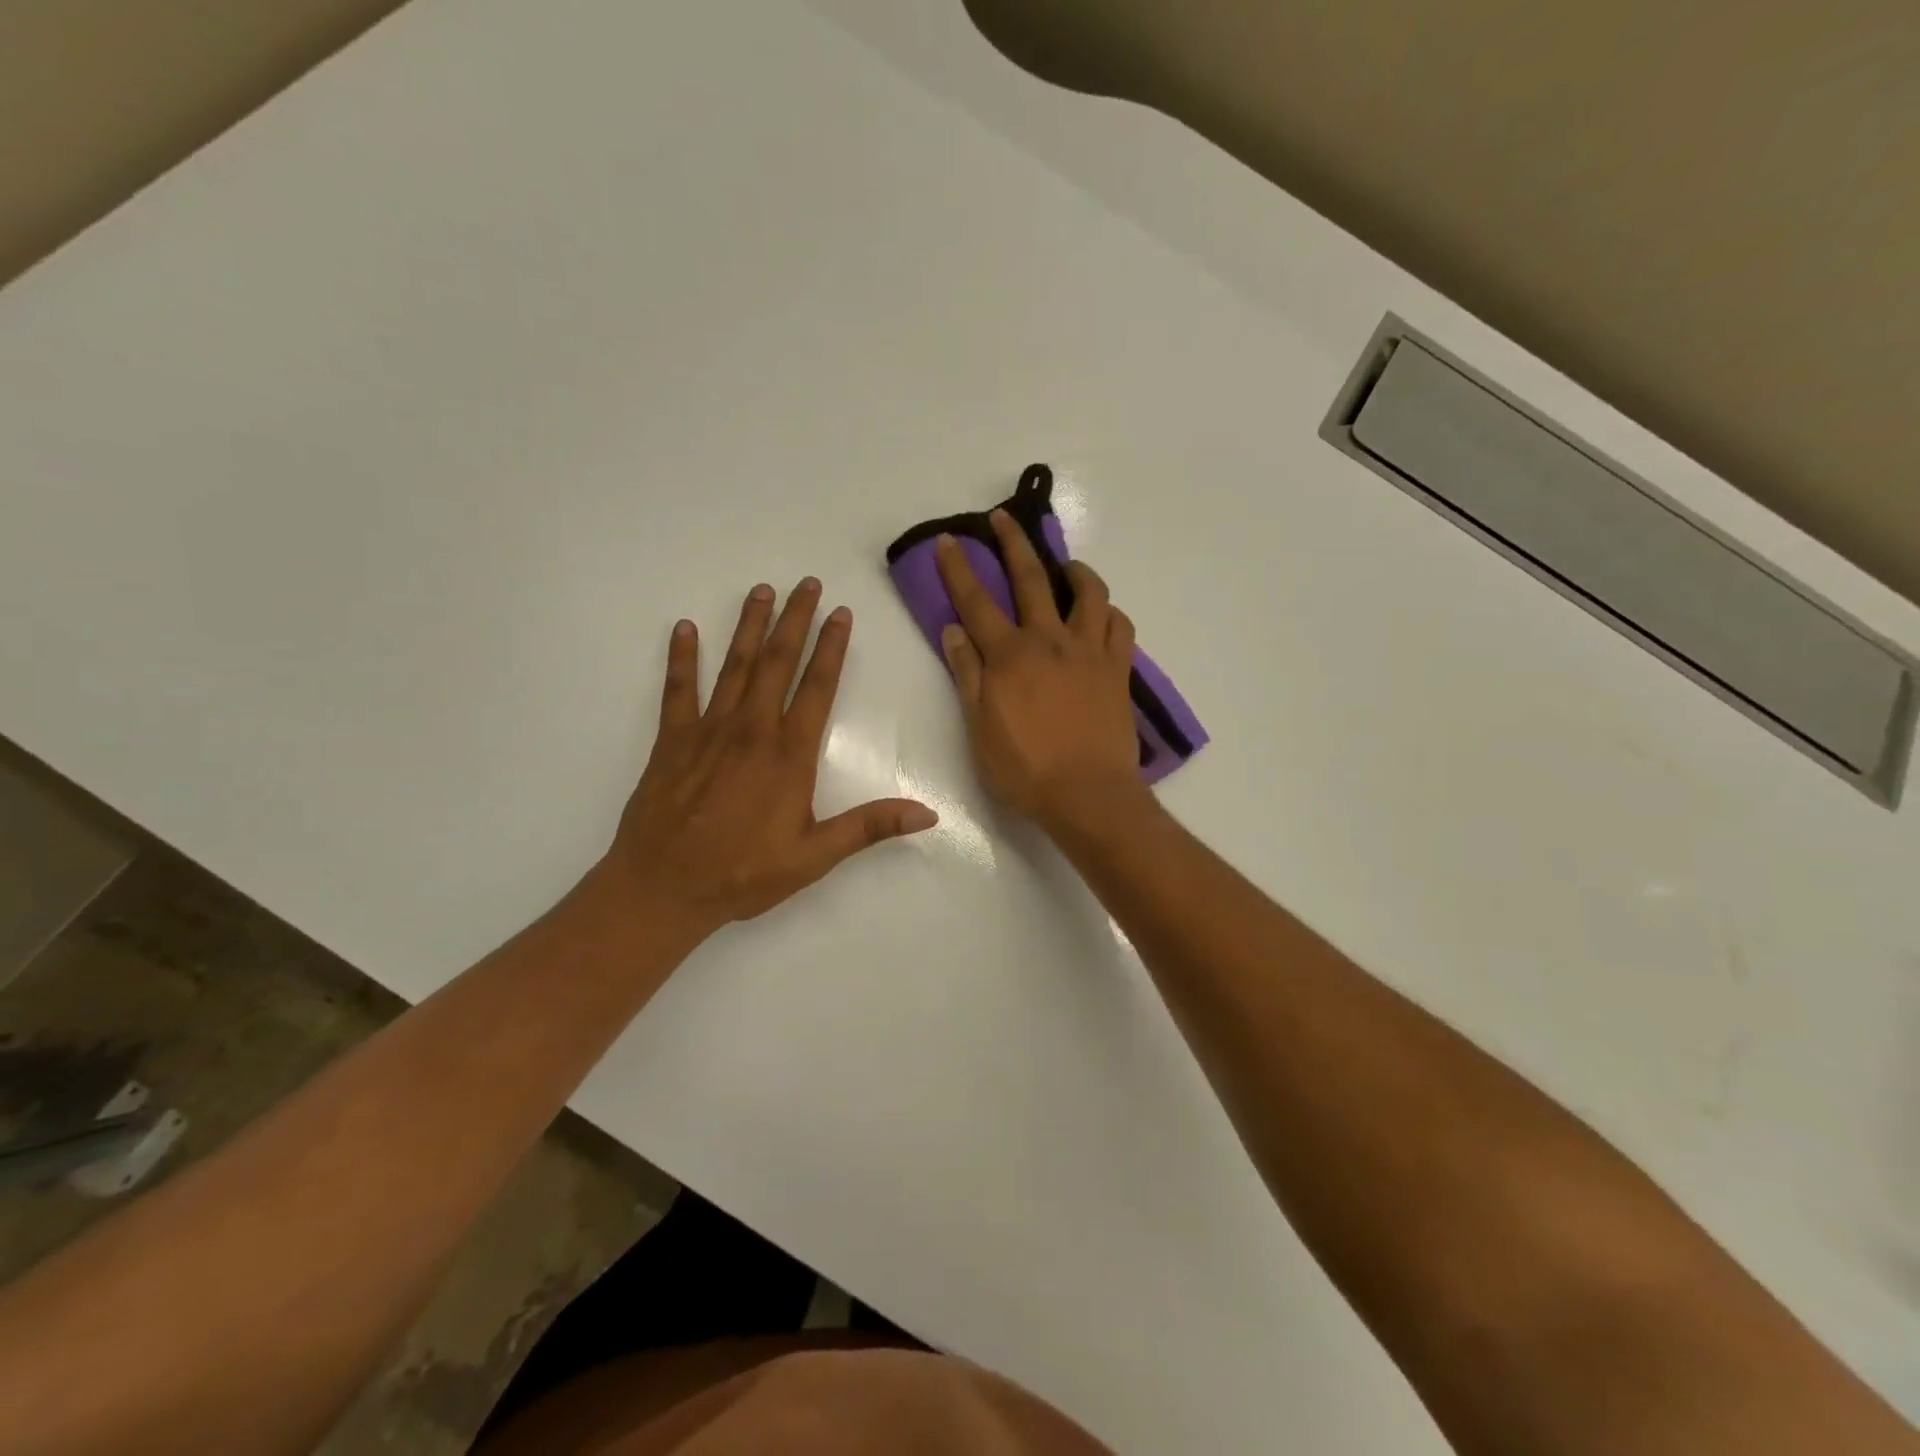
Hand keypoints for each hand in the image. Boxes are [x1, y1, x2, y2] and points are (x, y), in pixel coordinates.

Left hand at [599, 579, 937, 940]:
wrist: (663, 888)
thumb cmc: (744, 874)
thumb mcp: (815, 856)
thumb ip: (869, 827)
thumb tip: (928, 814)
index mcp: (789, 754)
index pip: (817, 687)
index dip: (832, 647)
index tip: (840, 613)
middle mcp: (752, 730)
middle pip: (777, 663)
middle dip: (794, 620)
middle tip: (805, 583)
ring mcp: (708, 730)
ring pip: (734, 666)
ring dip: (749, 626)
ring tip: (761, 591)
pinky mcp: (672, 740)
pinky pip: (678, 689)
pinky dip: (681, 657)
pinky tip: (685, 628)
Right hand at [935, 513, 1145, 830]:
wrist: (1088, 795)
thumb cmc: (1025, 770)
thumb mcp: (979, 728)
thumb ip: (967, 675)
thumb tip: (953, 630)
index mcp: (1009, 656)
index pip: (976, 602)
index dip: (959, 569)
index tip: (949, 541)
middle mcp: (1050, 641)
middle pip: (1031, 578)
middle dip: (1013, 543)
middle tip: (1003, 519)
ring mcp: (1089, 651)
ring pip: (1088, 592)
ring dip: (1074, 570)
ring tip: (1065, 567)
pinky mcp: (1117, 669)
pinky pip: (1119, 624)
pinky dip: (1108, 611)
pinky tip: (1099, 614)